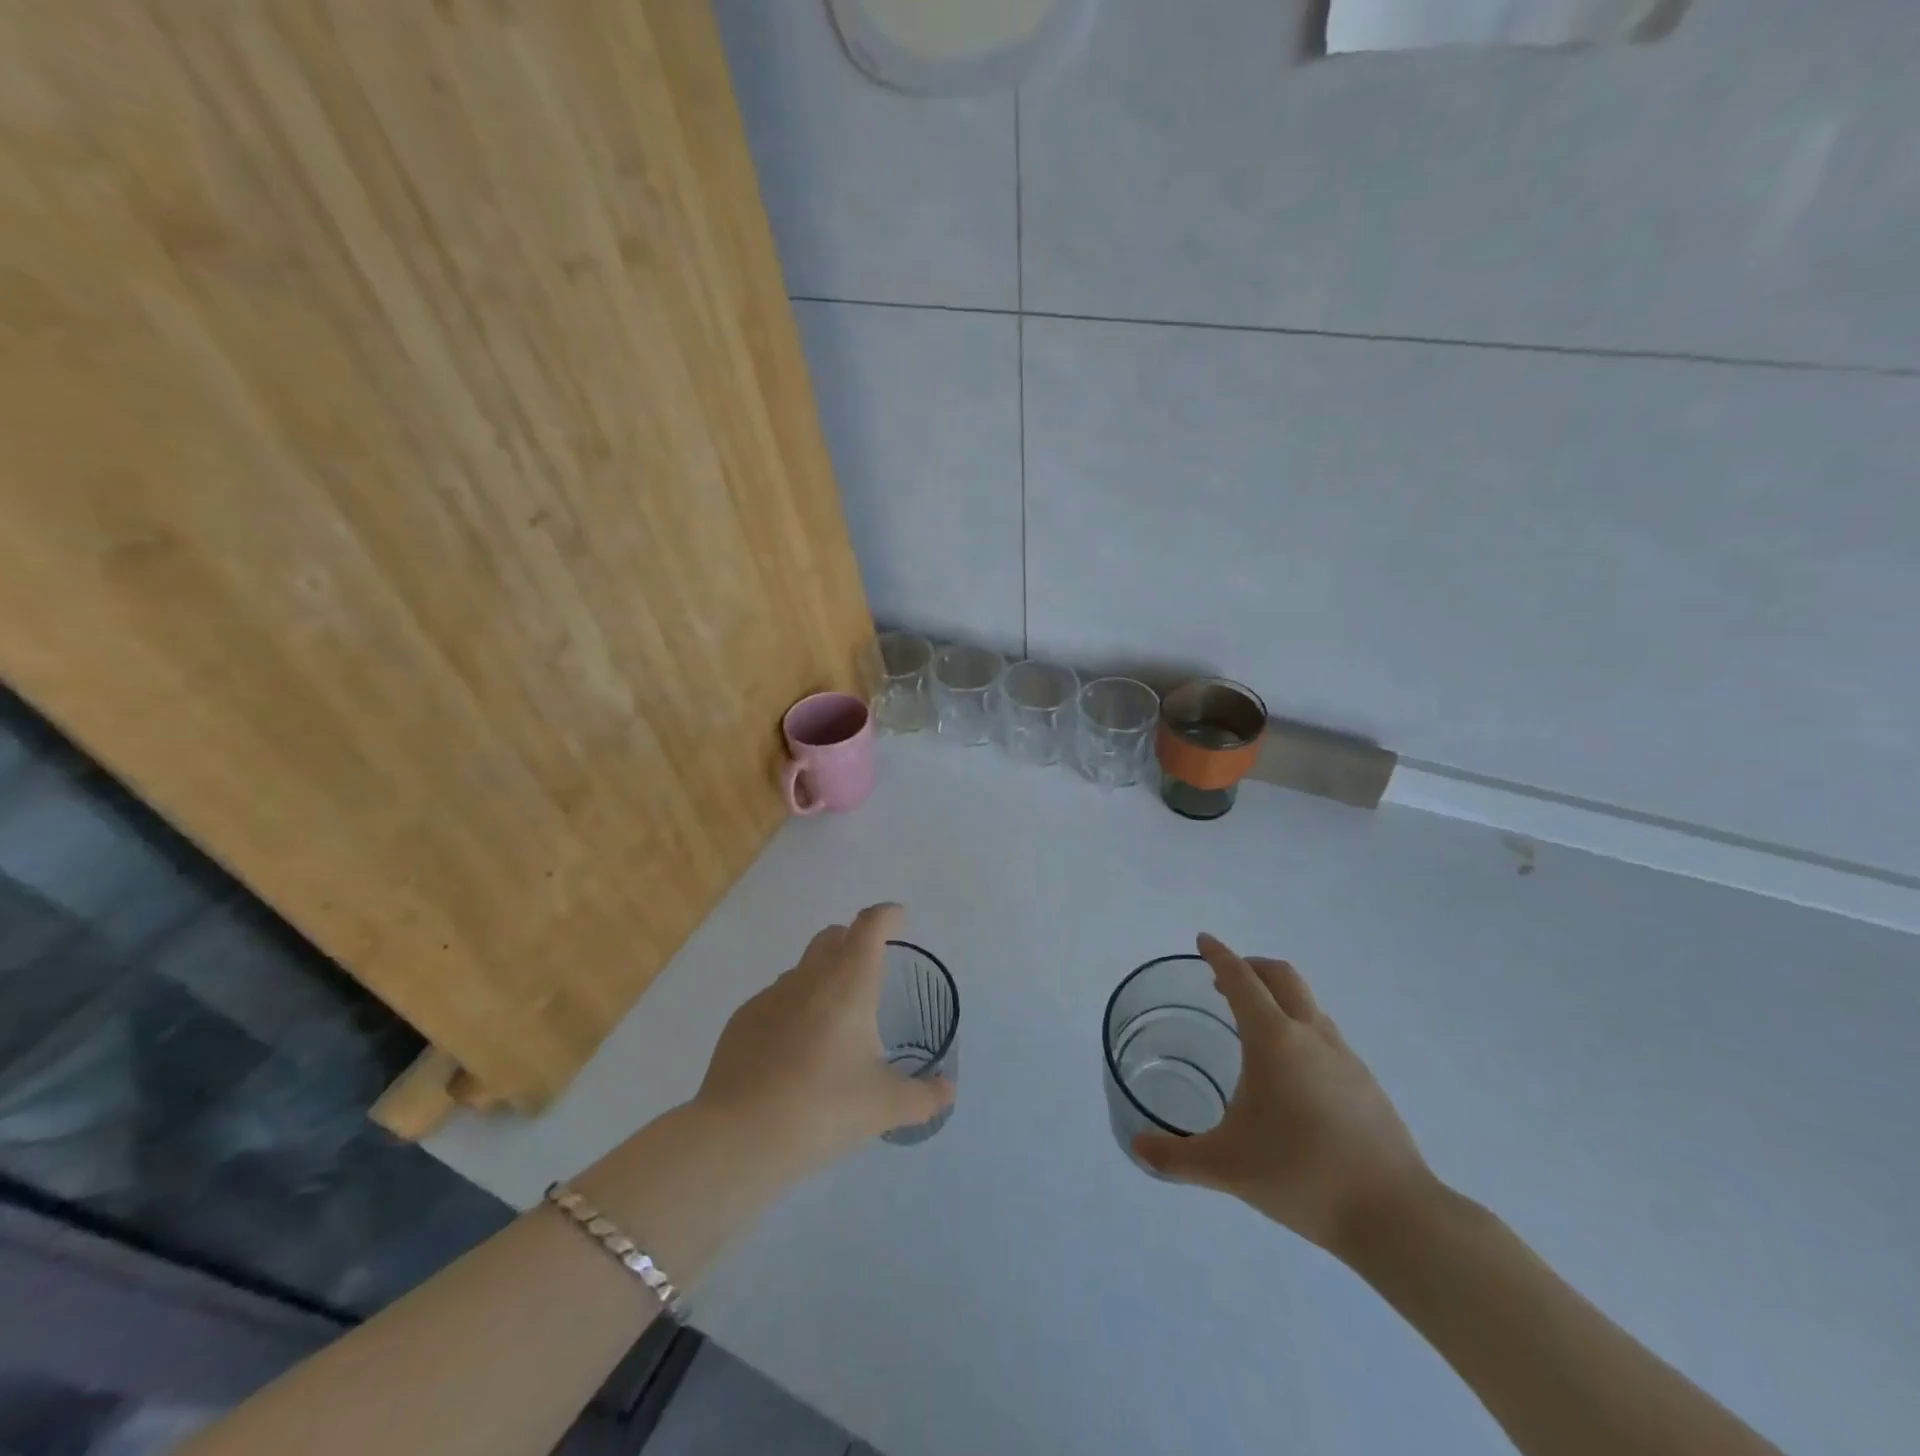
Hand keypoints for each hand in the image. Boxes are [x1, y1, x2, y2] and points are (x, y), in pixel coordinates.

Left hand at [693, 903, 952, 1180]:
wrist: (739, 1135)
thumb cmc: (822, 1108)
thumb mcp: (884, 1107)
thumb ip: (923, 1097)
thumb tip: (947, 1090)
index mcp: (849, 983)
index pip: (869, 926)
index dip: (887, 916)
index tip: (898, 919)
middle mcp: (809, 978)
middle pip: (832, 936)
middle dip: (853, 940)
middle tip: (869, 967)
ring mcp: (770, 996)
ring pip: (802, 970)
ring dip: (821, 978)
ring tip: (833, 1020)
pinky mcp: (742, 1020)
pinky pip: (775, 1001)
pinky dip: (792, 1010)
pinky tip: (794, 1051)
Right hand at [1133, 934, 1435, 1257]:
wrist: (1395, 1216)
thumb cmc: (1300, 1175)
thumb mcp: (1225, 1167)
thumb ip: (1175, 1157)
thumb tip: (1137, 1148)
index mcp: (1274, 1040)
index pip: (1241, 980)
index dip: (1219, 956)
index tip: (1203, 940)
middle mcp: (1310, 1036)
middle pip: (1282, 977)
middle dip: (1251, 966)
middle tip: (1224, 979)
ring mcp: (1345, 1058)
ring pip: (1308, 1005)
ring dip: (1278, 998)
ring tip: (1255, 1027)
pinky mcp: (1367, 1084)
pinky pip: (1326, 1036)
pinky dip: (1301, 1030)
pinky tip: (1293, 1074)